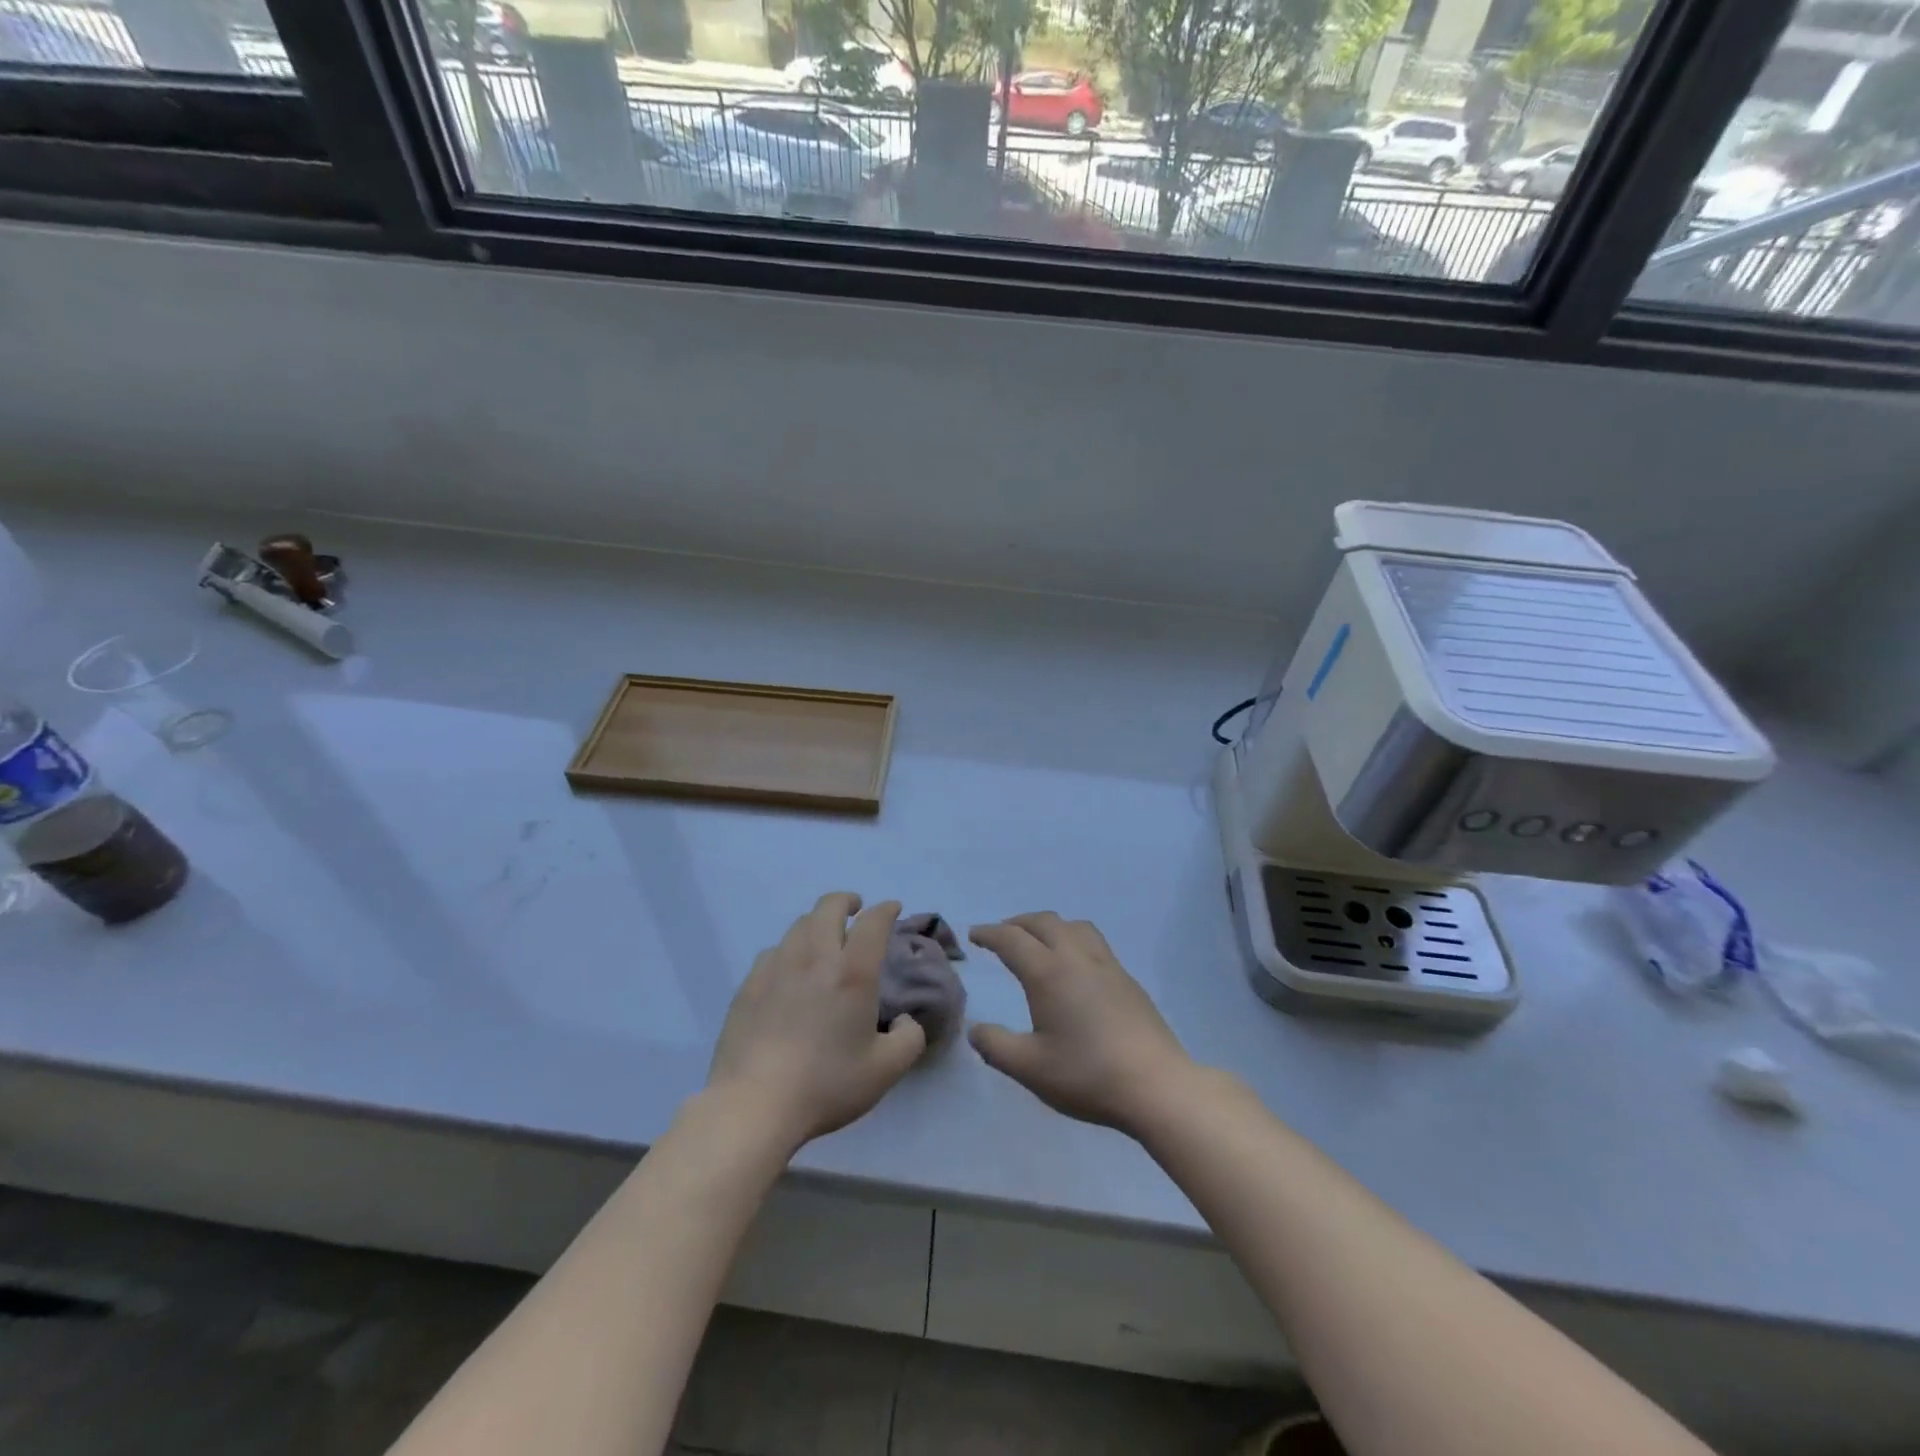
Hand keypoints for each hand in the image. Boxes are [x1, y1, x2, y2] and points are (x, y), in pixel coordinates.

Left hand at [707, 893, 926, 1150]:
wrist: (753, 1105)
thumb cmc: (826, 1084)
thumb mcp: (886, 1070)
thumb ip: (909, 1039)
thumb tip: (905, 1020)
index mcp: (852, 972)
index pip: (873, 921)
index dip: (886, 909)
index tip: (892, 909)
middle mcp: (815, 957)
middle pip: (829, 906)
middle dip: (846, 901)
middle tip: (855, 910)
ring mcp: (776, 967)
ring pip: (799, 925)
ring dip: (817, 922)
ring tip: (823, 939)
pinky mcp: (749, 984)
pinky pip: (773, 951)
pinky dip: (789, 949)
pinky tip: (789, 969)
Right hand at [968, 912, 1193, 1133]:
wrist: (1157, 1085)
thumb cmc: (1087, 1075)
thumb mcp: (1030, 1068)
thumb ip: (996, 1046)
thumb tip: (975, 1030)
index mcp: (1048, 972)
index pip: (1012, 939)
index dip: (989, 934)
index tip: (974, 935)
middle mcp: (1076, 957)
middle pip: (1043, 922)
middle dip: (1017, 923)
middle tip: (1001, 935)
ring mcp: (1107, 965)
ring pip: (1074, 926)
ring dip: (1049, 926)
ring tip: (1038, 942)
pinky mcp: (1127, 979)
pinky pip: (1093, 941)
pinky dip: (1072, 939)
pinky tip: (1074, 966)